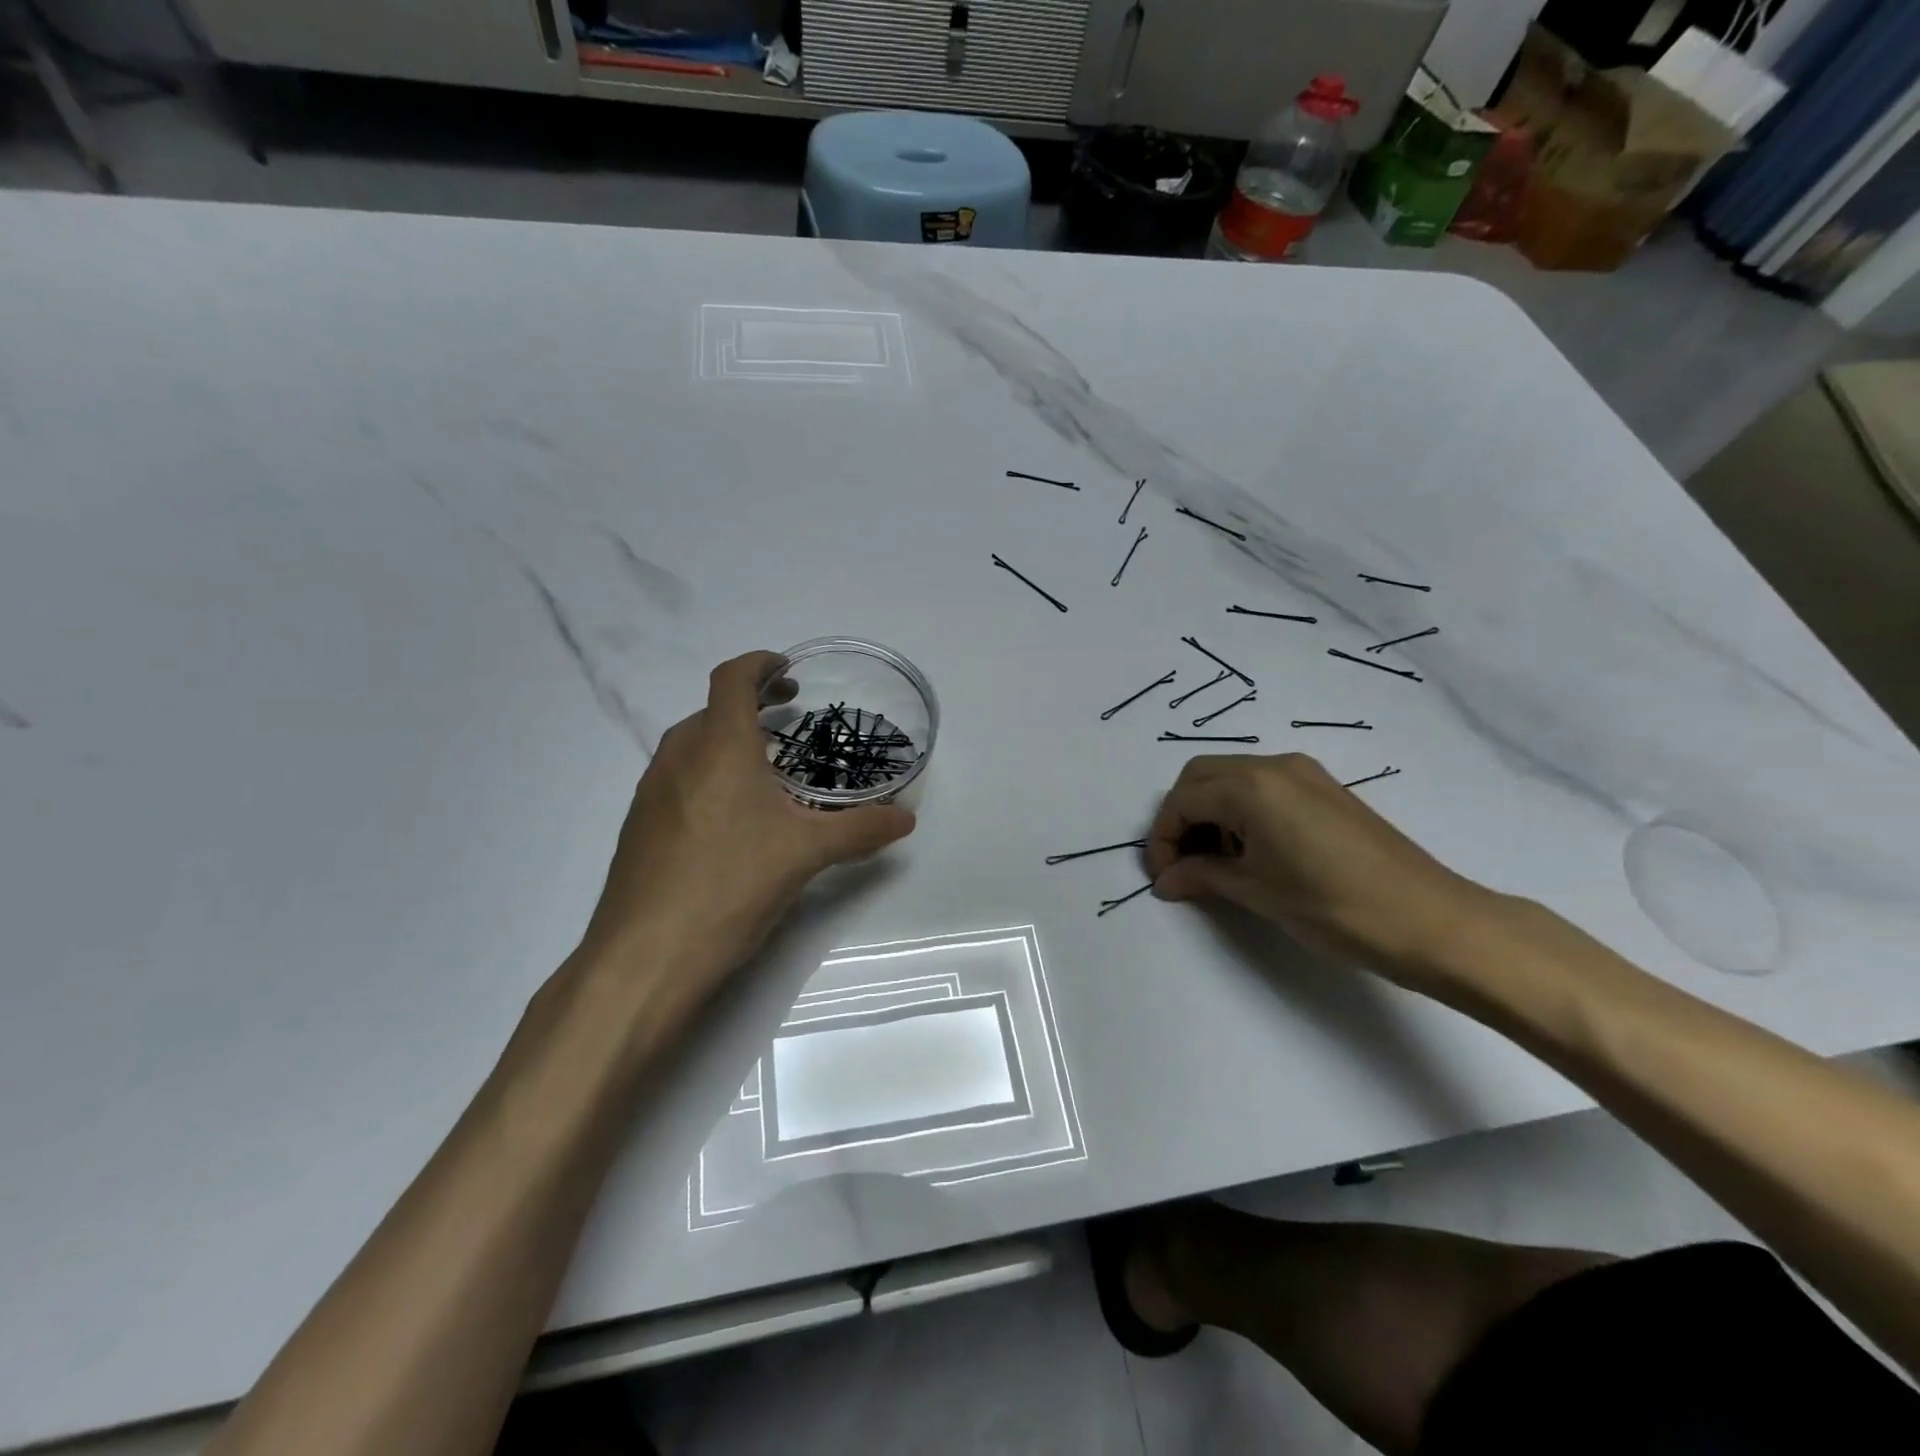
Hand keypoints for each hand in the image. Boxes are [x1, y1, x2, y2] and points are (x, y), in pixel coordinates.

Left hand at [578, 650, 915, 1008]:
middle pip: (711, 710)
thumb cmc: (731, 885)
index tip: (787, 672)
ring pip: (690, 746)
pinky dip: (706, 776)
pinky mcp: (639, 827)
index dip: (760, 664)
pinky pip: (676, 780)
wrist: (644, 956)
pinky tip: (730, 821)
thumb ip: (861, 830)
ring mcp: (651, 792)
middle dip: (750, 706)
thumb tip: (906, 819)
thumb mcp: (807, 854)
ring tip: (764, 771)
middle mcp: (678, 757)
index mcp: (719, 746)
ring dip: (726, 741)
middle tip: (788, 723)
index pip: (732, 679)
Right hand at [1146, 753, 1500, 984]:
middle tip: (1183, 863)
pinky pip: (1263, 787)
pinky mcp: (1326, 790)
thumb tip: (1165, 880)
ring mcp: (1304, 774)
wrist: (1432, 921)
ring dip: (1210, 813)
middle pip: (1201, 776)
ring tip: (1217, 863)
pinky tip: (1252, 853)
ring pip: (1232, 778)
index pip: (1182, 800)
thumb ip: (1202, 877)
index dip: (1162, 839)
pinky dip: (1241, 811)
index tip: (1163, 877)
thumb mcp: (1257, 892)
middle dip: (1181, 817)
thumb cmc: (1334, 907)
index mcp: (1251, 787)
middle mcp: (1274, 766)